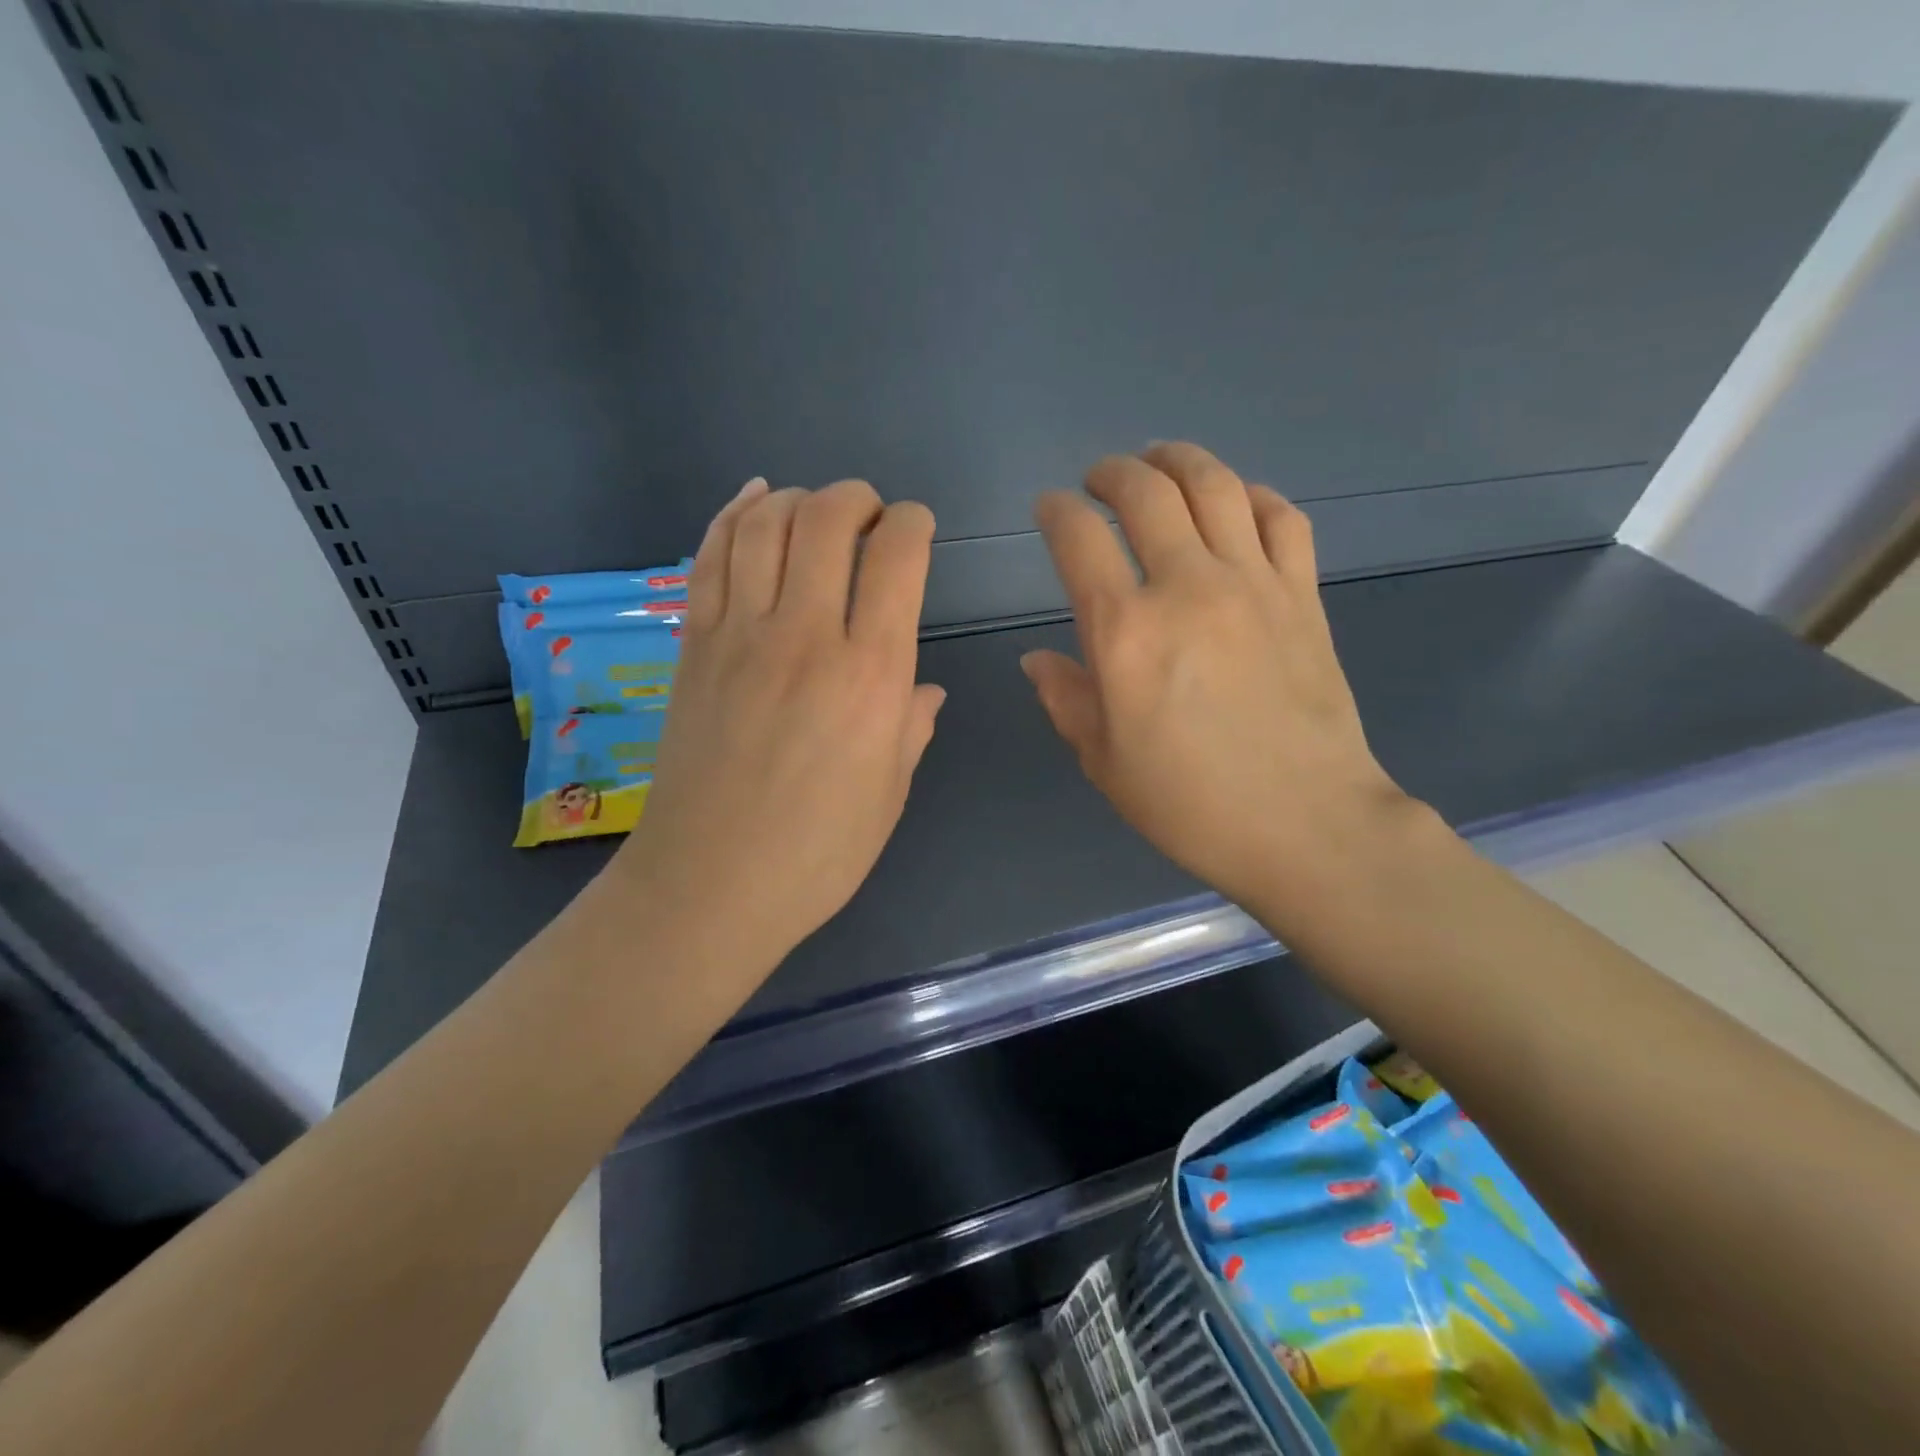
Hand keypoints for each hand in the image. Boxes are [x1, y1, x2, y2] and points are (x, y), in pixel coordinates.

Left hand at [612, 477, 944, 973]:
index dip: (912, 523)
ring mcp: (739, 635)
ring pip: (764, 524)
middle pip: (827, 519)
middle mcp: (805, 635)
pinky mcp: (693, 646)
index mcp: (870, 674)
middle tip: (870, 515)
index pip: (897, 557)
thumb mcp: (889, 792)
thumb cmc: (818, 851)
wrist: (710, 885)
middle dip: (857, 498)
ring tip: (815, 509)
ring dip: (797, 498)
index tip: (917, 529)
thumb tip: (925, 690)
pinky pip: (709, 557)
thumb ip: (910, 726)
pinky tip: (754, 500)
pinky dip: (733, 514)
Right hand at [1023, 444, 1414, 919]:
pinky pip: (1281, 517)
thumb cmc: (1189, 803)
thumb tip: (1037, 658)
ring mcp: (1253, 584)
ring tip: (1159, 460)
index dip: (1055, 512)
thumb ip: (1066, 698)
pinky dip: (1252, 495)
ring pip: (1215, 485)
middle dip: (1112, 472)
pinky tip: (1236, 502)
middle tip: (1099, 480)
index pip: (1078, 539)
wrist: (1305, 824)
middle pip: (1145, 492)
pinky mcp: (1302, 595)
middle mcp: (1187, 587)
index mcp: (1125, 632)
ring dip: (1178, 460)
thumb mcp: (1103, 762)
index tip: (1049, 509)